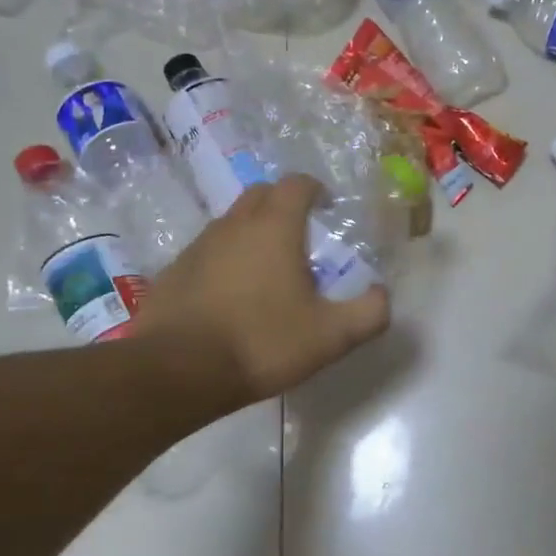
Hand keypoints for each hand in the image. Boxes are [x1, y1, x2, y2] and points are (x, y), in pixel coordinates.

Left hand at [133, 175, 389, 405]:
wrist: (177, 371)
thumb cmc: (262, 342)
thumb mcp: (331, 336)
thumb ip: (368, 313)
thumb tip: (381, 295)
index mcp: (275, 227)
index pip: (297, 184)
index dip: (315, 189)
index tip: (328, 207)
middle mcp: (234, 224)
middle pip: (261, 193)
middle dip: (283, 203)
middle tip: (301, 233)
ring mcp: (199, 245)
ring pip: (231, 222)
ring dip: (252, 231)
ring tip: (268, 267)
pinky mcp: (174, 270)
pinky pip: (207, 251)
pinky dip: (225, 258)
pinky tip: (232, 294)